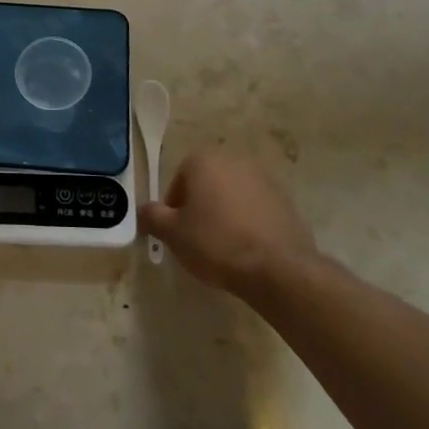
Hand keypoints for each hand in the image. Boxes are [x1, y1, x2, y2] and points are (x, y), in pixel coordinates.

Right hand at [139, 151, 318, 302]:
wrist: (277, 268)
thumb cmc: (216, 243)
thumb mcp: (171, 232)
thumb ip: (151, 216)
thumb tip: (143, 211)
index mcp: (204, 160)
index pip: (178, 181)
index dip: (174, 209)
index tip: (178, 233)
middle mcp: (234, 161)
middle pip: (206, 185)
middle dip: (200, 209)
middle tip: (197, 240)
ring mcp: (264, 179)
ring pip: (232, 197)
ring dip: (224, 215)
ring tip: (224, 248)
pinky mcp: (285, 201)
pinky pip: (256, 210)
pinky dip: (248, 224)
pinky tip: (247, 250)